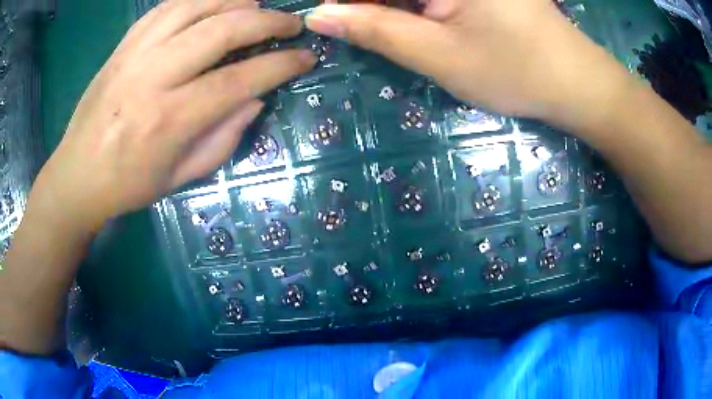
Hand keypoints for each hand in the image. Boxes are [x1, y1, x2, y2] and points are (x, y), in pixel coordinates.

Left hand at [33, 0, 315, 230]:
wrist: (77, 175)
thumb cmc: (128, 185)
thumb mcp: (180, 177)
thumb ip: (223, 138)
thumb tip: (256, 99)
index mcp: (170, 120)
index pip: (239, 79)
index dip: (280, 64)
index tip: (306, 57)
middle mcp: (153, 76)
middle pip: (221, 30)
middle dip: (267, 21)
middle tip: (291, 23)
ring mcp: (135, 54)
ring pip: (195, 6)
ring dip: (235, 1)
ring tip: (256, 6)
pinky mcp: (122, 46)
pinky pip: (165, 7)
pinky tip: (214, 4)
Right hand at [306, 0, 627, 124]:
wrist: (575, 83)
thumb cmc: (515, 71)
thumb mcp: (439, 55)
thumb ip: (375, 30)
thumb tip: (320, 15)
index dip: (345, 1)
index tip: (330, 19)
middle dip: (369, 6)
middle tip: (362, 29)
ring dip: (391, 7)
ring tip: (408, 37)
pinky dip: (415, 6)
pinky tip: (415, 21)